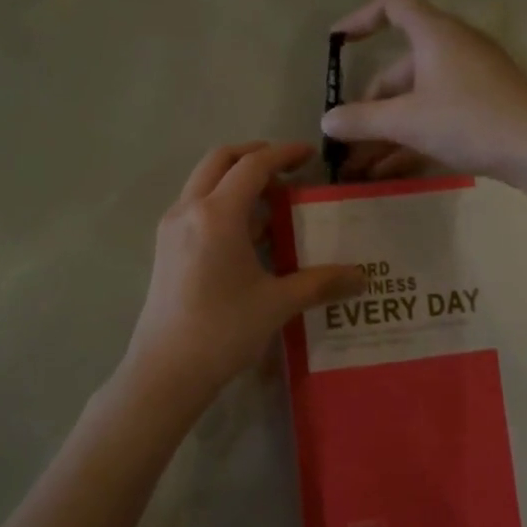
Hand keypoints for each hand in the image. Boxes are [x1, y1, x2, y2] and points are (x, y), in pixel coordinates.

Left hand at [118, 143, 361, 418]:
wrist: (165, 371)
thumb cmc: (223, 331)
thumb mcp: (277, 304)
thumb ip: (320, 283)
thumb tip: (361, 277)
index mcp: (217, 214)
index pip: (253, 166)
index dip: (283, 154)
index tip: (309, 155)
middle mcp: (189, 209)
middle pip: (221, 160)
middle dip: (254, 156)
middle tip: (287, 170)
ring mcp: (171, 227)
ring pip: (204, 182)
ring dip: (237, 180)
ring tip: (273, 203)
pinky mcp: (165, 246)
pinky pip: (196, 205)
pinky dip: (222, 202)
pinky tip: (248, 235)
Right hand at [321, 0, 526, 180]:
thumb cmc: (469, 120)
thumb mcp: (407, 121)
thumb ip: (361, 120)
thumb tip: (326, 121)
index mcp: (434, 35)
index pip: (393, 4)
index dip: (361, 18)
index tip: (336, 43)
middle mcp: (452, 48)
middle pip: (398, 67)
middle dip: (369, 105)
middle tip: (348, 139)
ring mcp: (470, 78)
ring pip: (416, 98)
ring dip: (385, 130)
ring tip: (358, 167)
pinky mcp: (482, 105)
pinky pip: (435, 114)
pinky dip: (410, 136)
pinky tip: (387, 172)